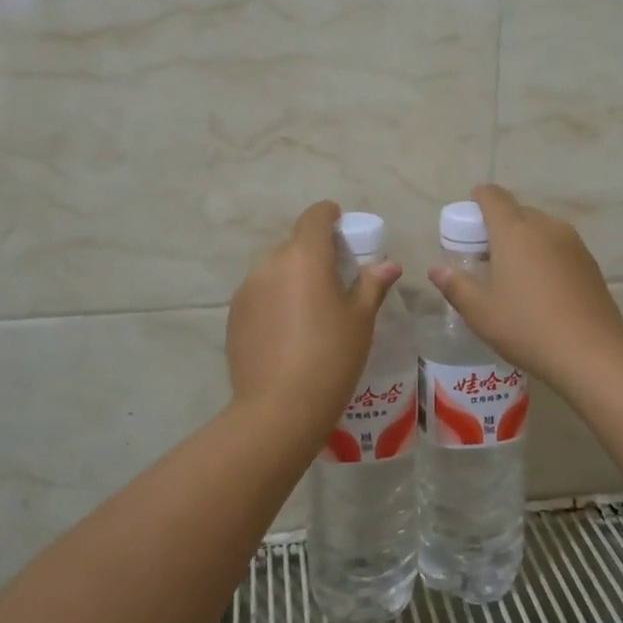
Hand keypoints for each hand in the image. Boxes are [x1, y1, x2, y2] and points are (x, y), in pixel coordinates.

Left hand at [227, 201, 402, 425]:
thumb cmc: (331, 356)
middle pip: (294, 245)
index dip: (328, 215)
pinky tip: (286, 332)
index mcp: (305, 256)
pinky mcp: (233, 315)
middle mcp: (270, 263)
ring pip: (274, 270)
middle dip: (313, 253)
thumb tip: (388, 264)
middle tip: (333, 280)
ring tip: (308, 310)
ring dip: (291, 277)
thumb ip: (372, 284)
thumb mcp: (360, 320)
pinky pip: (258, 294)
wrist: (279, 407)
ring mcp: (247, 289)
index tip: (340, 226)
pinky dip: (273, 300)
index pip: (314, 217)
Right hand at [428, 184, 622, 388]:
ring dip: (524, 239)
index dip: (478, 198)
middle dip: (498, 224)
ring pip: (540, 228)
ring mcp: (572, 242)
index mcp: (514, 231)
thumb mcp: (480, 312)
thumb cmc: (527, 328)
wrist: (592, 353)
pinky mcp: (589, 261)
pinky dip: (544, 254)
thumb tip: (437, 270)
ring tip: (513, 272)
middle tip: (485, 254)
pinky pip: (559, 245)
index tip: (468, 216)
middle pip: (517, 211)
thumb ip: (455, 286)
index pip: (493, 196)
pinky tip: (541, 286)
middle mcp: (545, 226)